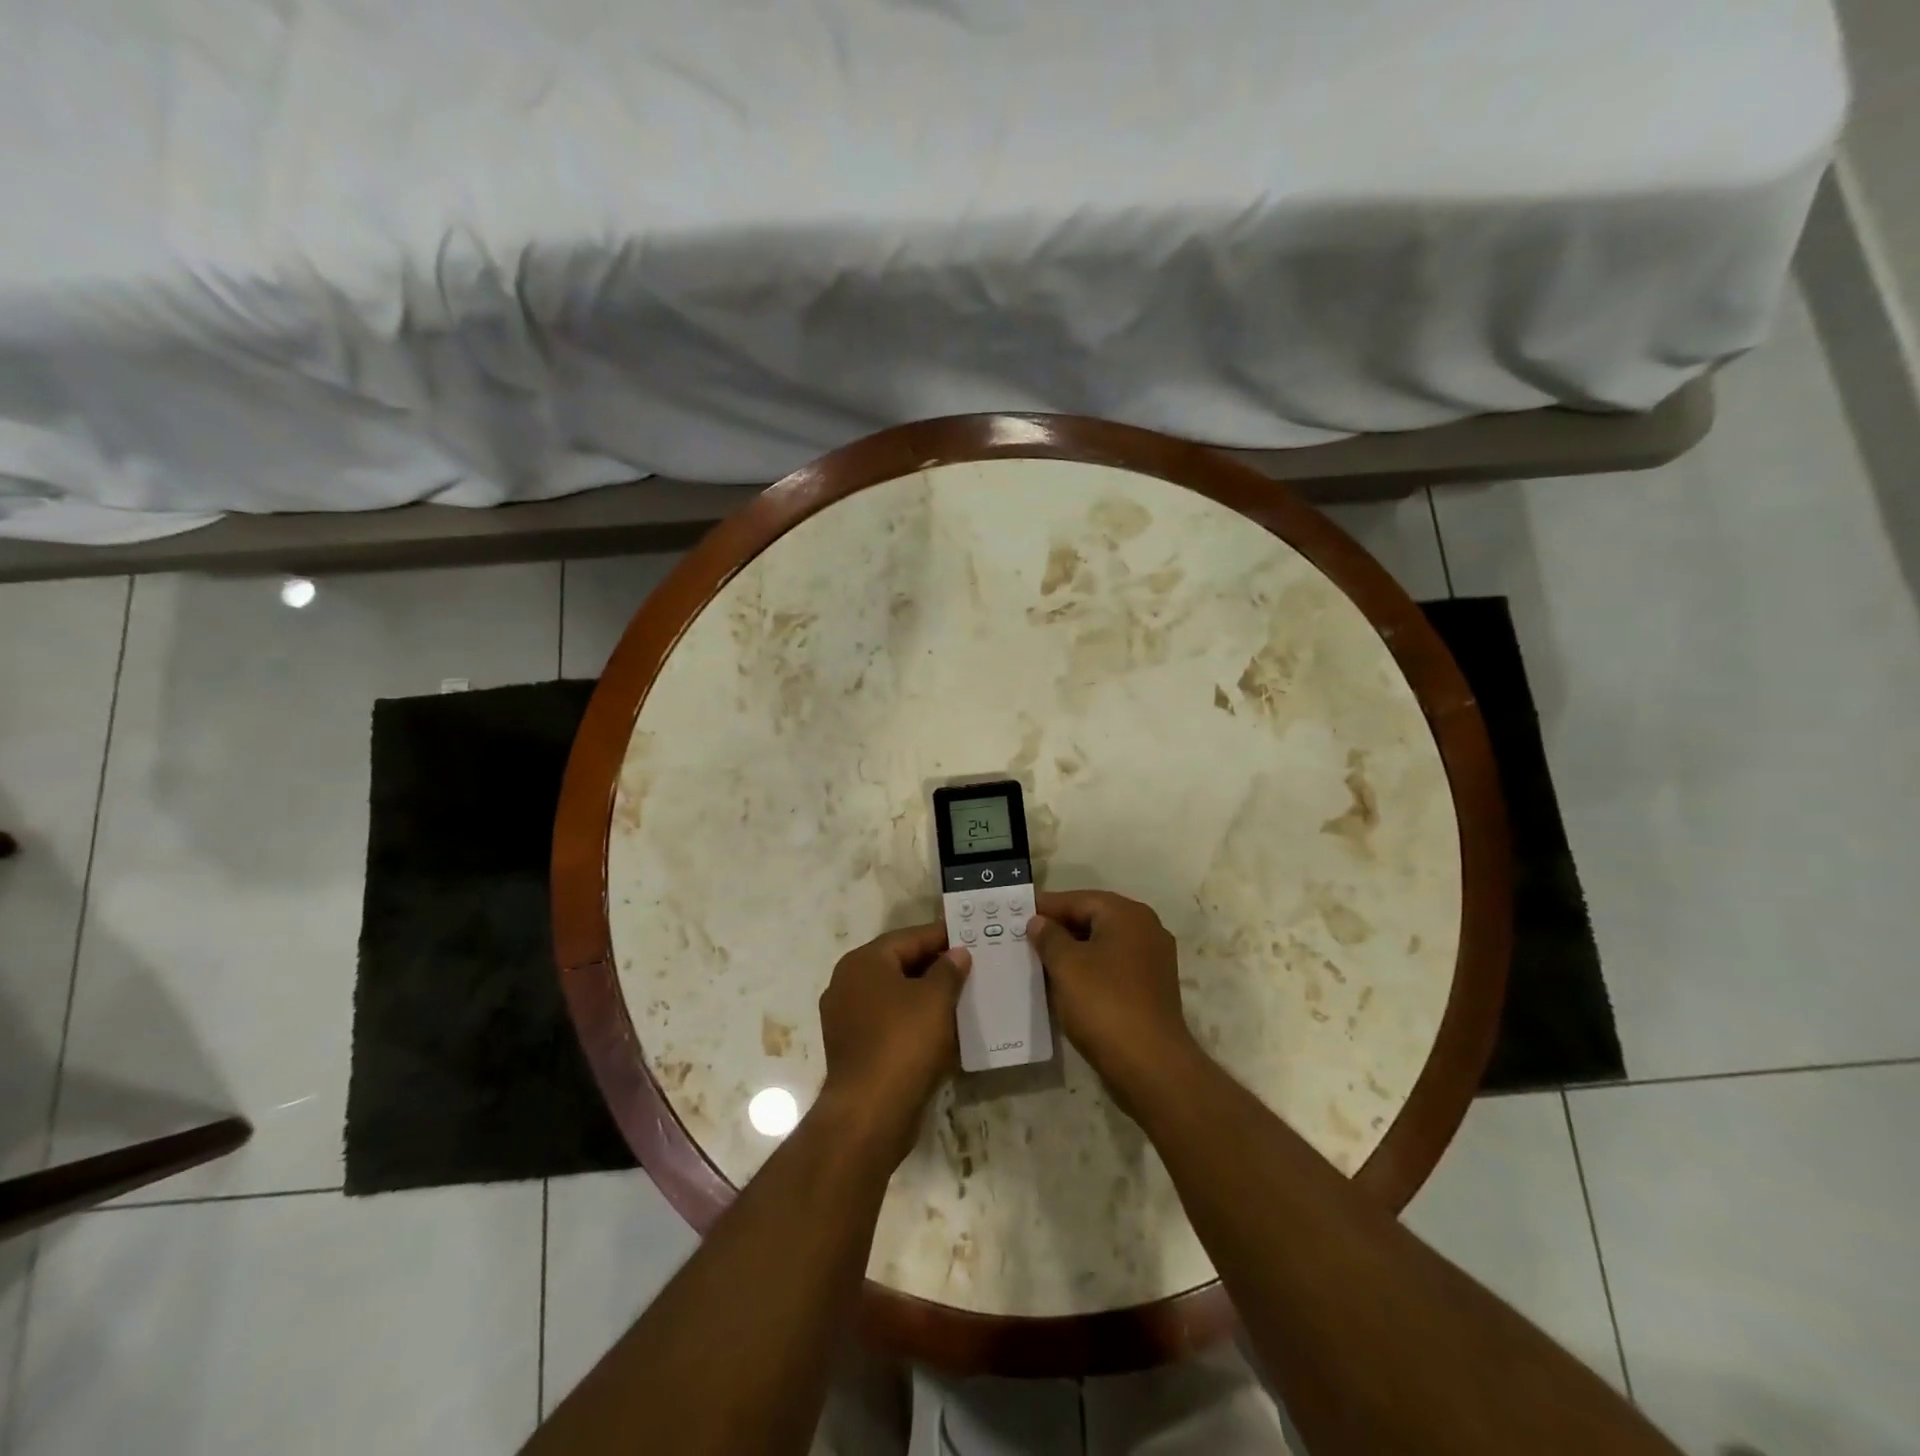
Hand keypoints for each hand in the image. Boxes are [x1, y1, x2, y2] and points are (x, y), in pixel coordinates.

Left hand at [817, 924, 971, 1164]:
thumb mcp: (935, 998)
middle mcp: (847, 984)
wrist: (871, 1112)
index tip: (969, 937)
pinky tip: (941, 1029)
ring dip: (925, 995)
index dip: (941, 936)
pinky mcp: (853, 1049)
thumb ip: (948, 970)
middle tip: (970, 967)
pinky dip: (913, 1021)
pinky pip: (889, 1023)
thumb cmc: (904, 1042)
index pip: (908, 938)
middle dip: (934, 966)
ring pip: (894, 996)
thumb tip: (956, 954)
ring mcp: (846, 1019)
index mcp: (863, 962)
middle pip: (898, 964)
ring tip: (961, 997)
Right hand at [1027, 890, 1201, 1112]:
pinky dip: (1089, 971)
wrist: (1150, 1065)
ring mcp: (1153, 961)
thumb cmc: (1104, 1004)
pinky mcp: (1152, 989)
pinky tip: (1065, 985)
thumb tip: (1039, 922)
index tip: (1017, 913)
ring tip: (1039, 961)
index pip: (1078, 899)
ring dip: (1073, 951)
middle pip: (1093, 919)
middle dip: (1059, 928)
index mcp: (1127, 915)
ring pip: (1103, 945)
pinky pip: (1113, 968)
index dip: (1046, 906)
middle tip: (1024, 937)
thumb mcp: (1066, 965)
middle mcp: (1146, 930)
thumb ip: (1049, 937)